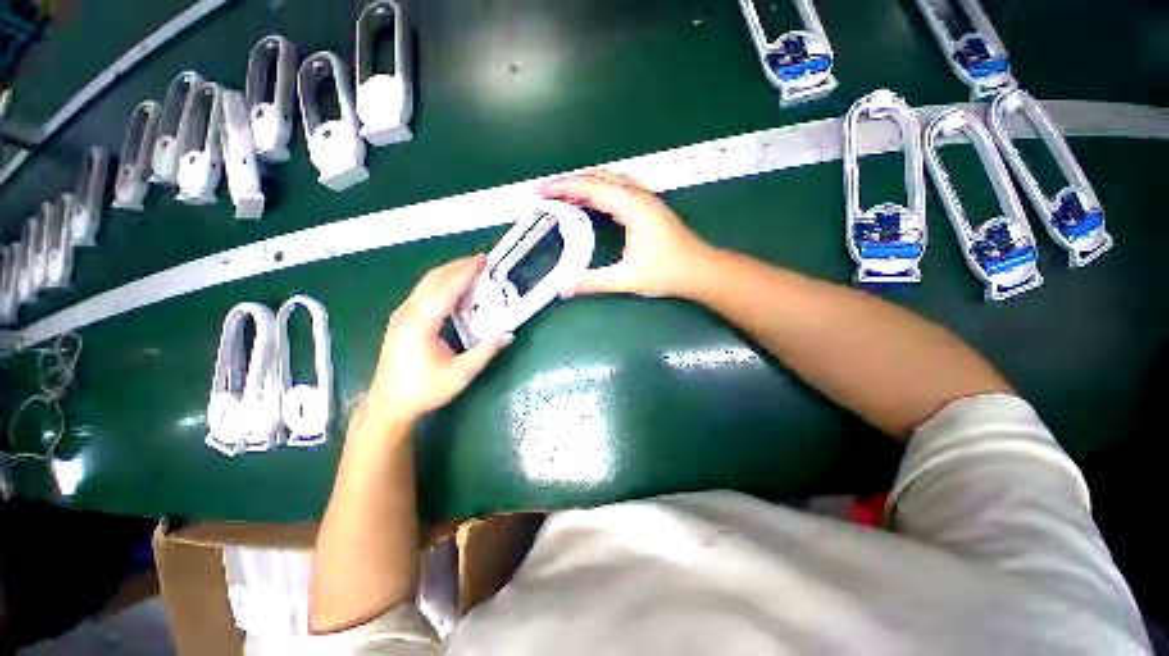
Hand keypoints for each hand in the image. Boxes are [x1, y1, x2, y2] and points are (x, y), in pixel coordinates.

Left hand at [369, 256, 512, 424]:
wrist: (389, 403)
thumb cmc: (424, 390)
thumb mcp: (460, 374)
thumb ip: (485, 351)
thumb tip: (508, 333)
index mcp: (420, 323)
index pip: (446, 288)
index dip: (465, 272)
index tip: (484, 260)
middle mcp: (407, 312)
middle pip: (433, 279)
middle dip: (458, 266)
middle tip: (482, 261)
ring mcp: (402, 314)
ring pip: (426, 283)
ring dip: (449, 272)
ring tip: (472, 269)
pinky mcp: (402, 319)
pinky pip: (423, 292)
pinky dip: (441, 283)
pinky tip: (455, 288)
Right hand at [539, 170, 714, 298]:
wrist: (701, 270)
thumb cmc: (667, 272)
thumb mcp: (627, 279)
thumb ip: (593, 281)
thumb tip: (562, 287)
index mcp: (632, 206)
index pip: (591, 187)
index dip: (563, 188)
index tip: (540, 192)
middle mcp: (638, 195)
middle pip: (598, 177)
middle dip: (570, 183)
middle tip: (546, 194)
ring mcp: (645, 198)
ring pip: (609, 180)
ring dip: (584, 185)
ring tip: (563, 197)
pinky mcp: (648, 206)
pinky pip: (617, 188)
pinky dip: (598, 191)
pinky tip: (591, 203)